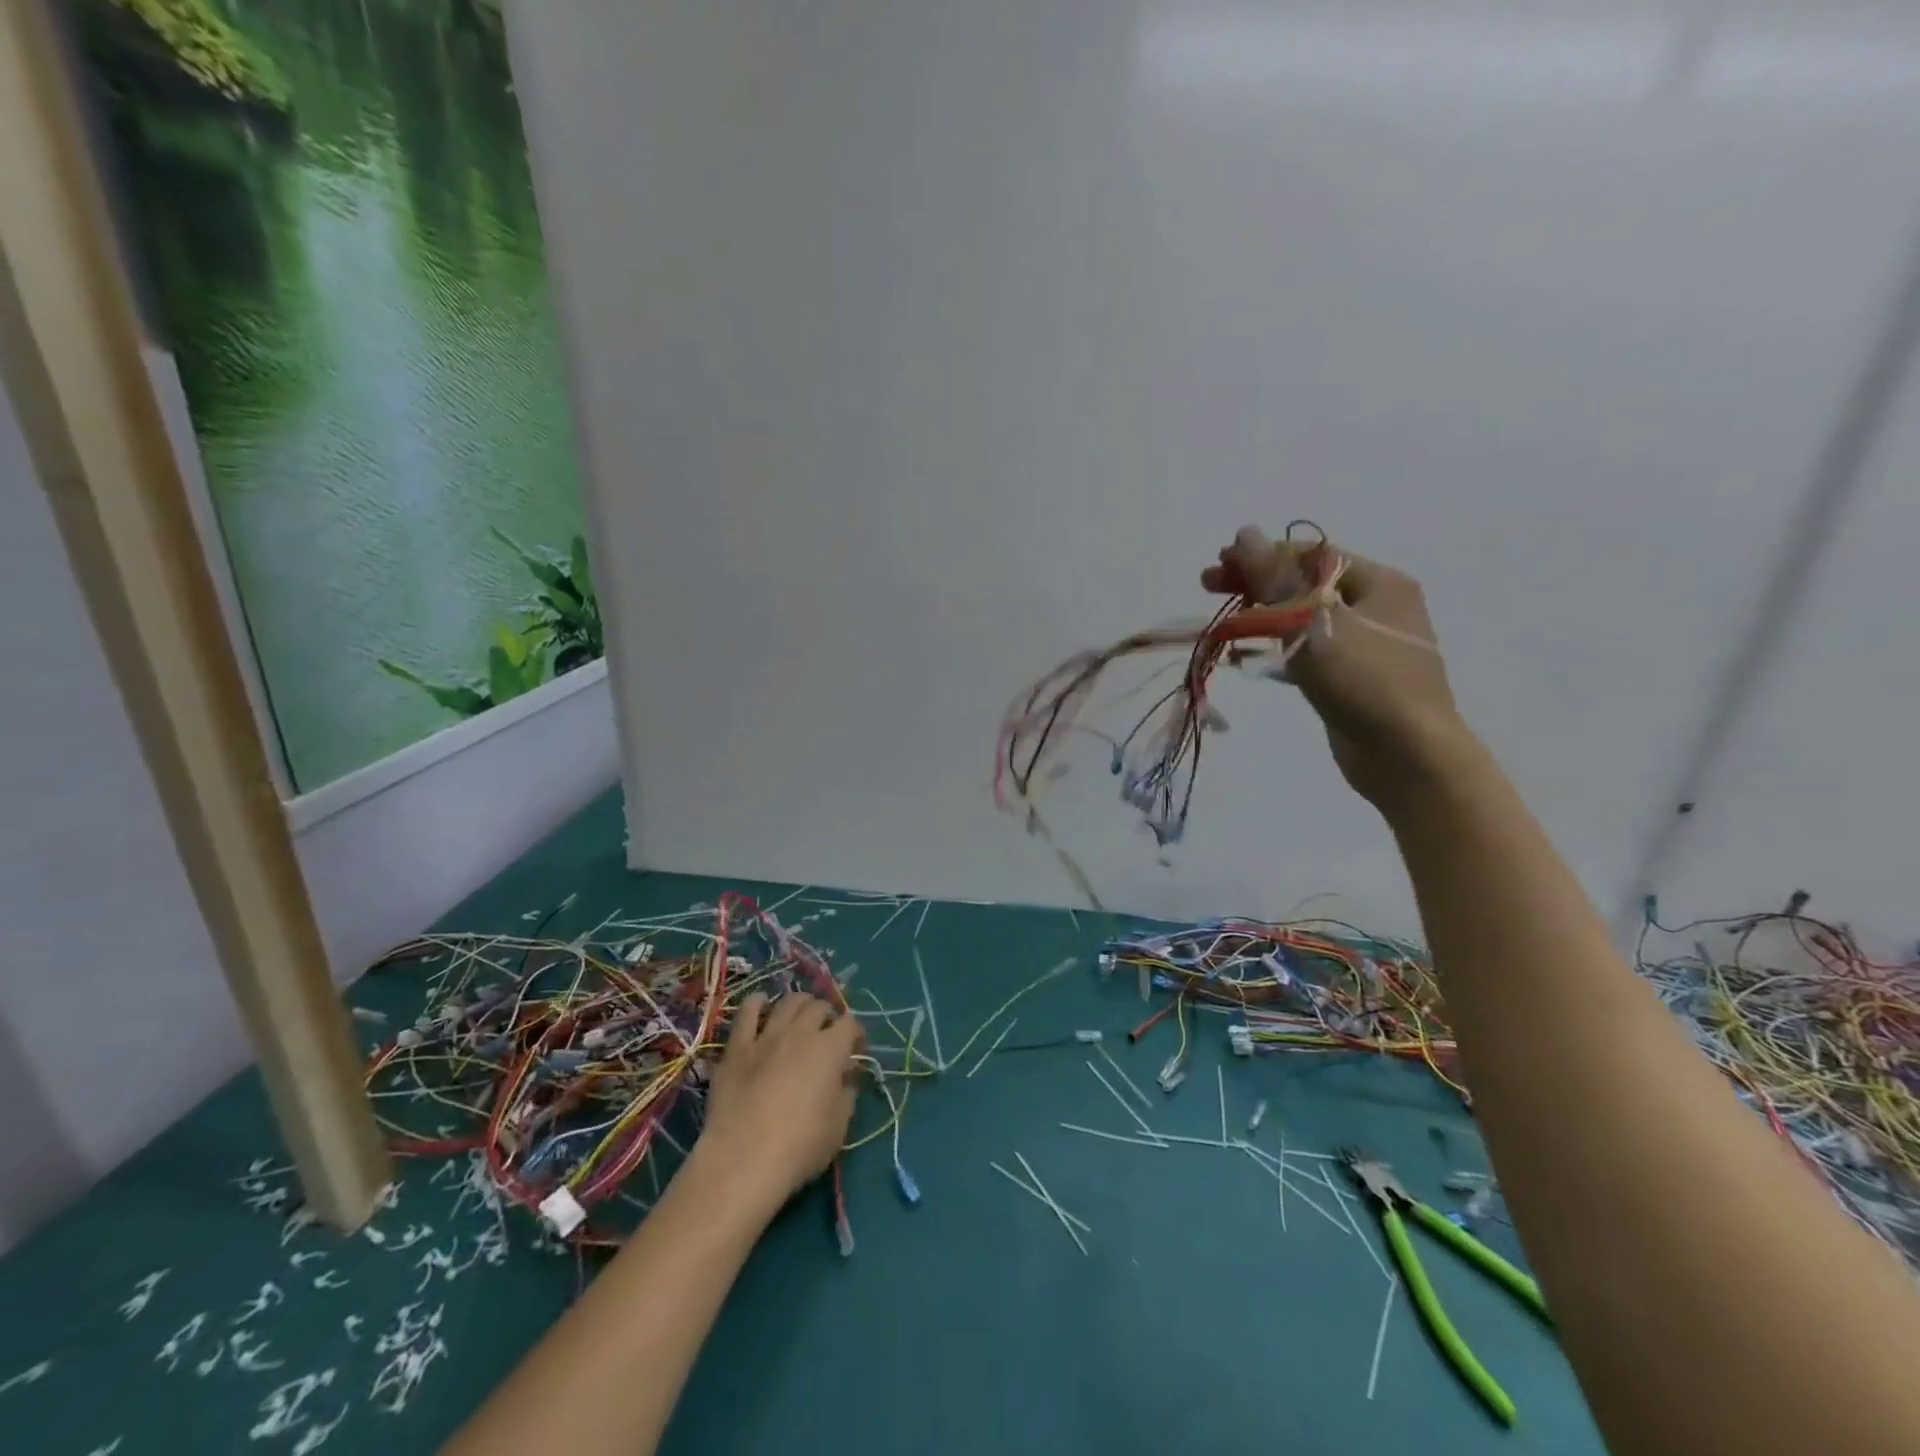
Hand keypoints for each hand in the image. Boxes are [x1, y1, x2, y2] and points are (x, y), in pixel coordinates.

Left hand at [695, 992, 863, 1214]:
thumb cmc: (800, 1147)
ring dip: (799, 1004)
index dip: (856, 1033)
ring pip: (787, 1002)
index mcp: (830, 1049)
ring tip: (800, 1014)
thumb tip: (845, 1080)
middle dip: (828, 1015)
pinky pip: (746, 1012)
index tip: (855, 1048)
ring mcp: (766, 1036)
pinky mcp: (736, 1047)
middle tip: (827, 1031)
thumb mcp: (838, 1127)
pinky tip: (761, 1005)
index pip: (850, 1024)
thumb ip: (846, 1096)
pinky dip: (757, 1003)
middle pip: (819, 1006)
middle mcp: (801, 1032)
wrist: (743, 1160)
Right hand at [1202, 525, 1468, 807]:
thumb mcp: (1313, 622)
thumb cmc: (1365, 681)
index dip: (1260, 555)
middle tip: (1209, 588)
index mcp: (1379, 583)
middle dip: (1256, 584)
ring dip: (1262, 616)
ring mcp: (1368, 645)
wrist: (1409, 758)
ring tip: (1225, 625)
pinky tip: (1248, 658)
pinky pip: (1308, 650)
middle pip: (1305, 583)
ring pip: (1304, 618)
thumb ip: (1275, 579)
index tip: (1217, 566)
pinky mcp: (1353, 678)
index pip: (1309, 555)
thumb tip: (1245, 534)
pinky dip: (1277, 648)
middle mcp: (1378, 606)